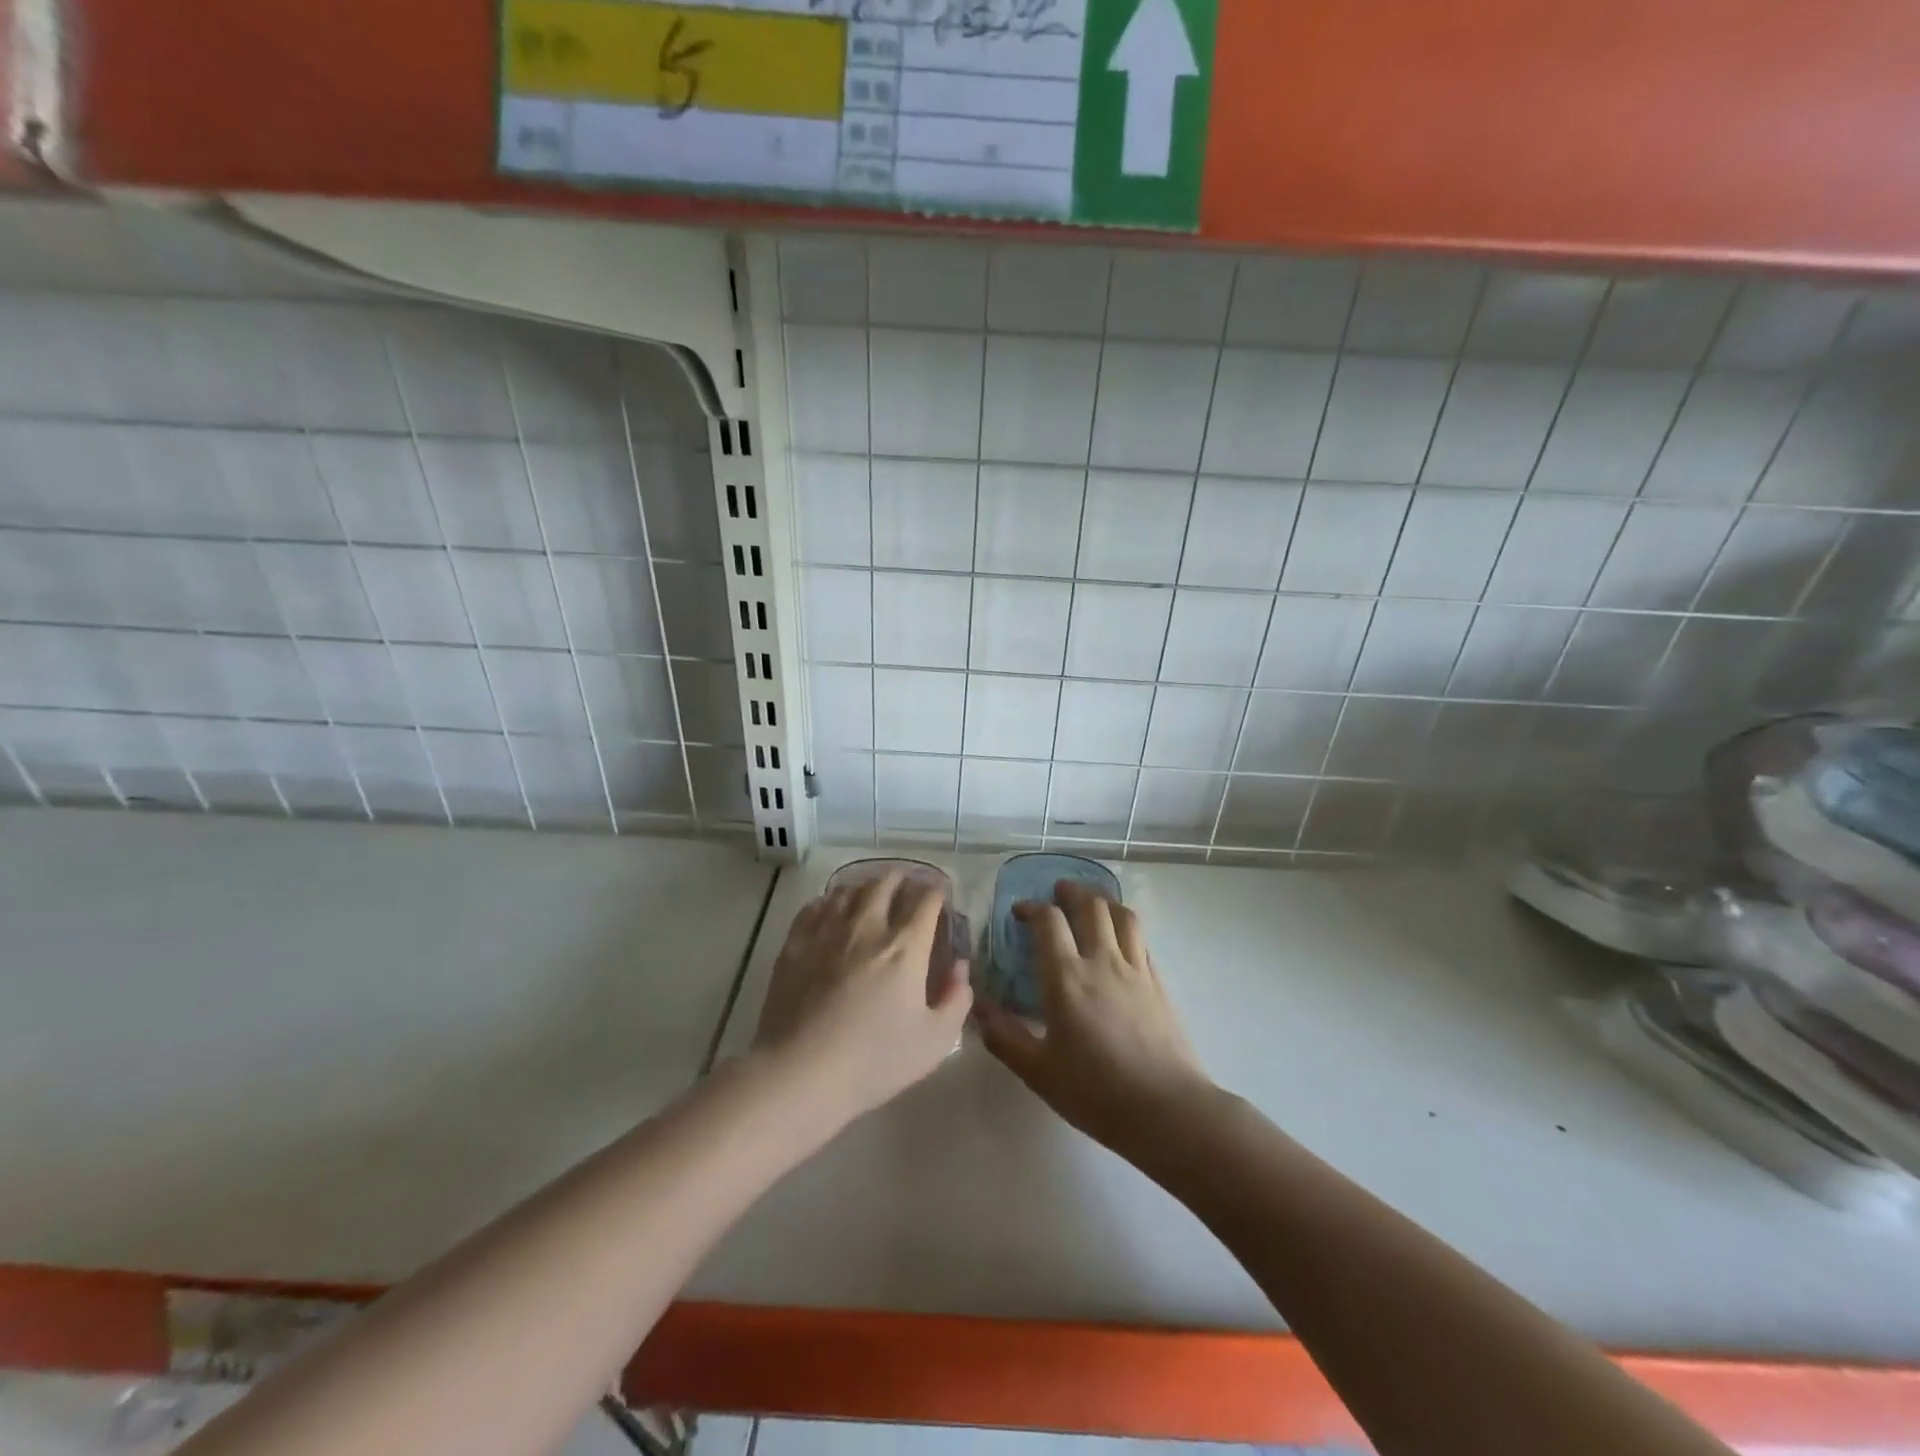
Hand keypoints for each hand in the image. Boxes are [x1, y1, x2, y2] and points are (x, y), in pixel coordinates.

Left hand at [752, 872, 971, 1125]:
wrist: (801, 1073)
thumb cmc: (874, 1061)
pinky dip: (829, 901)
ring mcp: (827, 932)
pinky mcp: (795, 943)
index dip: (936, 891)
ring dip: (865, 887)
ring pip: (848, 890)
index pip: (925, 900)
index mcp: (905, 947)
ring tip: (870, 895)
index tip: (939, 895)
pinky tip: (831, 911)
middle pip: (885, 883)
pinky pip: (814, 906)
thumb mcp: (935, 1042)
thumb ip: (957, 999)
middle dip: (902, 880)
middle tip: (907, 889)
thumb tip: (959, 967)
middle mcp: (867, 927)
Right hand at [976, 881, 1211, 1156]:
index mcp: (1067, 977)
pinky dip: (1125, 925)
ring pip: (1121, 914)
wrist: (1166, 1109)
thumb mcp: (1038, 1071)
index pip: (1049, 921)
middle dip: (1070, 891)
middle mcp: (1102, 961)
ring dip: (1102, 900)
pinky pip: (1140, 938)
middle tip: (1057, 893)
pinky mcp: (1158, 982)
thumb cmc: (1096, 1092)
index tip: (1019, 912)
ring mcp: (1135, 968)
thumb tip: (978, 1008)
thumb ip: (1004, 1037)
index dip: (1032, 907)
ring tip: (1090, 903)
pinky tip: (1119, 938)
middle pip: (1090, 905)